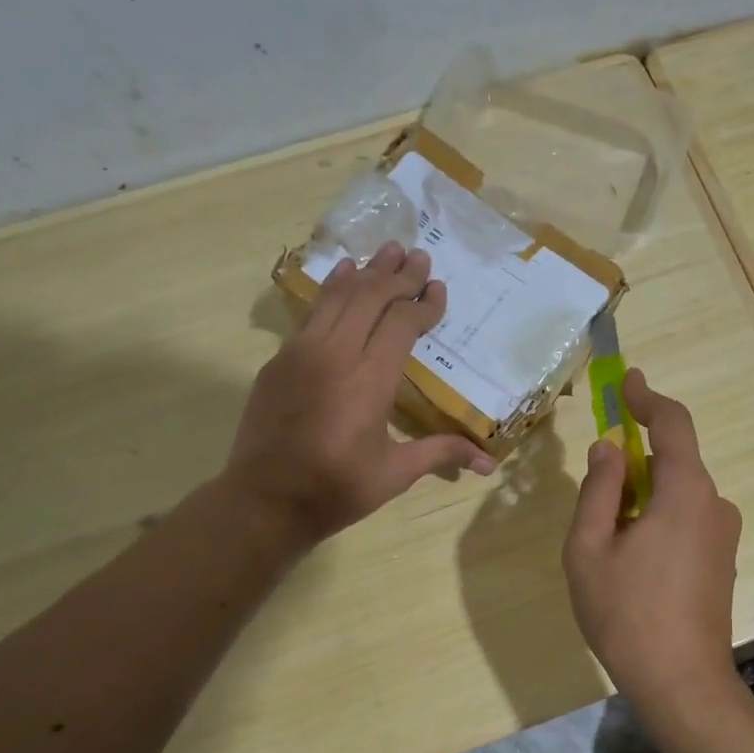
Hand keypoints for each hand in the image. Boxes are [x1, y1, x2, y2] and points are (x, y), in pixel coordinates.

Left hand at [224, 242, 496, 546]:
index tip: (439, 288)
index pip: (402, 324)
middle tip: (419, 256)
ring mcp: (302, 353)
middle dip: (398, 275)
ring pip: (338, 296)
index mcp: (370, 380)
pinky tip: (342, 275)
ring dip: (366, 271)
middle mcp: (336, 354)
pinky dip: (332, 289)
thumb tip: (490, 463)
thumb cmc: (336, 489)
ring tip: (387, 250)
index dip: (424, 303)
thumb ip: (441, 453)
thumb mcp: (395, 473)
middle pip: (371, 297)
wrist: (264, 502)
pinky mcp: (279, 361)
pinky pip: (312, 313)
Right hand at [562, 369, 740, 693]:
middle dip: (633, 461)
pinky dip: (656, 518)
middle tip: (595, 487)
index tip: (626, 380)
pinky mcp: (722, 559)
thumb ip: (598, 490)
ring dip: (641, 497)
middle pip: (673, 460)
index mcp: (684, 493)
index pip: (672, 425)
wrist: (682, 684)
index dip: (647, 398)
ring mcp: (723, 534)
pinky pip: (686, 518)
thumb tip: (608, 449)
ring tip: (606, 542)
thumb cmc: (626, 614)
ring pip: (677, 493)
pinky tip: (631, 561)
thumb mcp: (589, 548)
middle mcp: (714, 504)